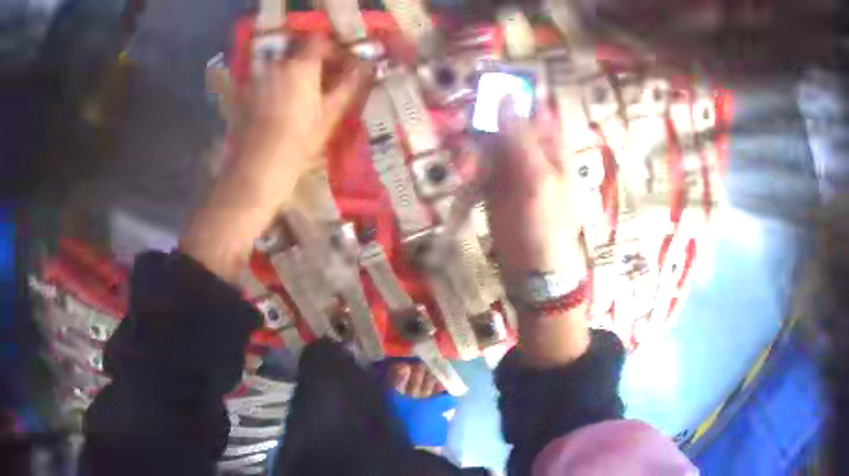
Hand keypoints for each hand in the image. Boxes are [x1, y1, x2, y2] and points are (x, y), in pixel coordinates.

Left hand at [180, 35, 371, 282]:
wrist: (253, 175)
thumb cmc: (296, 146)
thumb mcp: (330, 117)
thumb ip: (349, 86)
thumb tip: (366, 67)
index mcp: (299, 66)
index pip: (318, 40)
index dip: (334, 49)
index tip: (344, 66)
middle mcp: (274, 65)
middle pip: (298, 51)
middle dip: (315, 62)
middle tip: (328, 83)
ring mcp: (255, 80)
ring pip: (281, 66)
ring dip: (296, 74)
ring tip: (307, 97)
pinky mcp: (243, 96)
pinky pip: (266, 80)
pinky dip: (278, 86)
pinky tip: (283, 109)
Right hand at [481, 100, 590, 367]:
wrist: (535, 272)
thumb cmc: (546, 225)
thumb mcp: (538, 179)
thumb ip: (520, 138)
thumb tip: (504, 96)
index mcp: (550, 144)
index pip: (530, 105)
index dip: (508, 91)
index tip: (481, 83)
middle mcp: (531, 150)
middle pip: (503, 120)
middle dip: (482, 119)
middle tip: (465, 124)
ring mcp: (511, 168)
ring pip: (487, 141)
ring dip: (471, 143)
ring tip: (464, 158)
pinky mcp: (493, 186)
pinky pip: (478, 165)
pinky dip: (467, 165)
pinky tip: (462, 171)